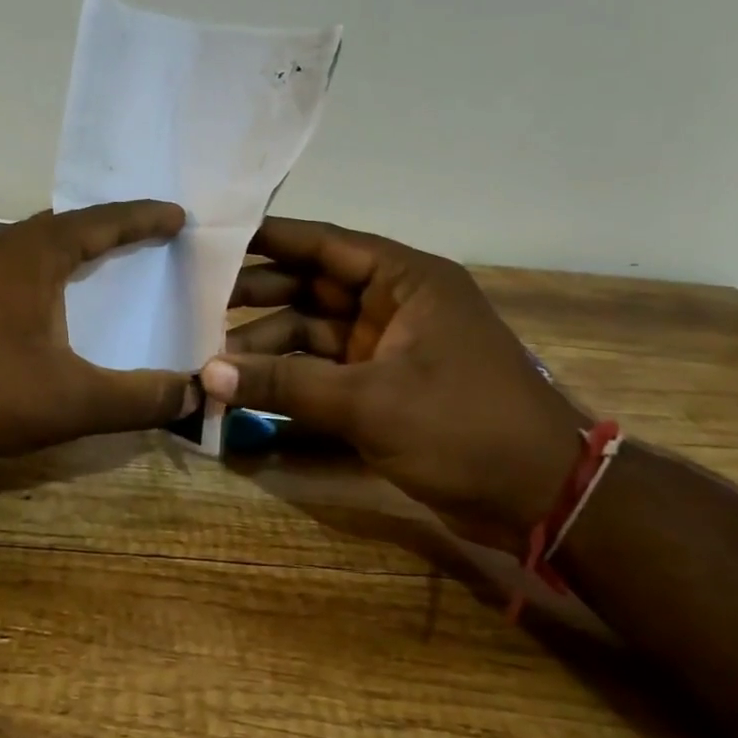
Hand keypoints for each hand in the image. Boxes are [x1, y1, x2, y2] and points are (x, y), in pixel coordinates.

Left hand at [0, 201, 199, 460]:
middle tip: (151, 236)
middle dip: (114, 226)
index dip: (145, 217)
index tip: (179, 215)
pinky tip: (54, 303)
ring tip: (110, 263)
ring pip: (40, 244)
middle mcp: (7, 247)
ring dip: (78, 247)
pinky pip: (20, 266)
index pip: (104, 220)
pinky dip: (51, 271)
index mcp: (38, 252)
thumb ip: (137, 399)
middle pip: (71, 223)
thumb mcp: (71, 400)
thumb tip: (196, 394)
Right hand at [203, 218, 586, 544]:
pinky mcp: (382, 387)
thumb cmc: (464, 428)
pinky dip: (288, 380)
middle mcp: (394, 305)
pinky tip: (244, 389)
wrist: (542, 499)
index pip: (325, 244)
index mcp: (406, 281)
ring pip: (312, 333)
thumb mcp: (370, 402)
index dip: (269, 239)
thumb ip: (286, 385)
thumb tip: (208, 374)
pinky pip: (322, 371)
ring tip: (211, 359)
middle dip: (257, 297)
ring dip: (267, 346)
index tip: (215, 238)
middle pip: (311, 287)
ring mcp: (387, 348)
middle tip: (195, 303)